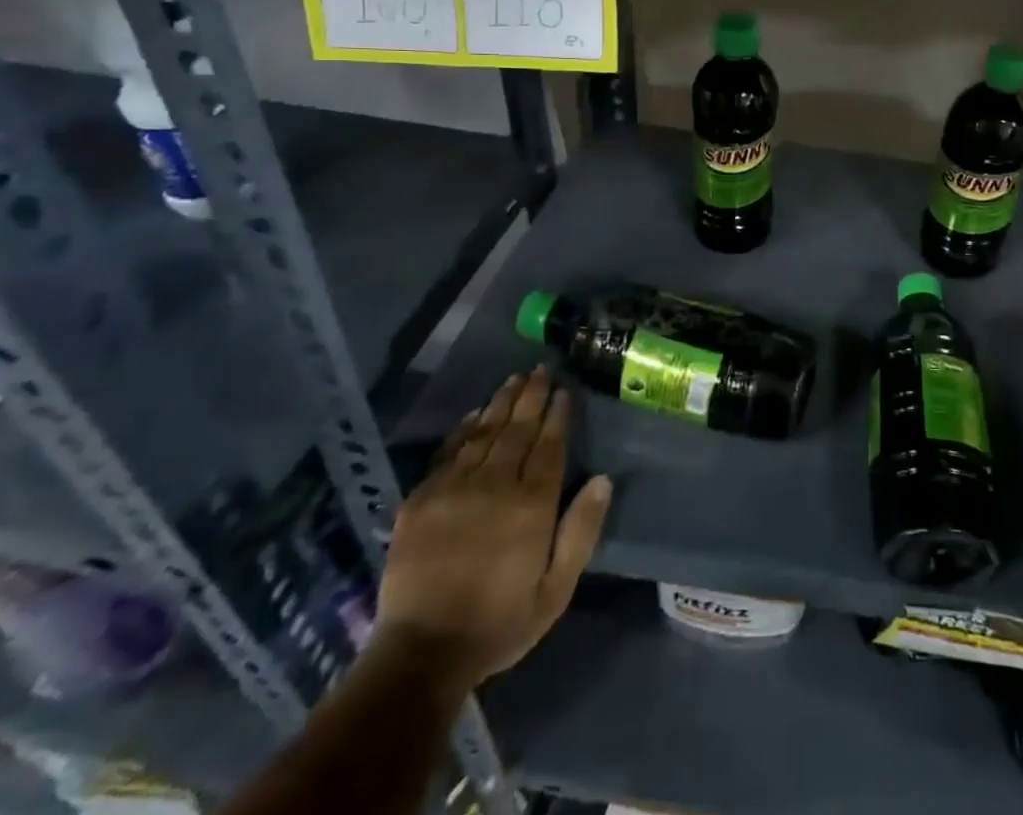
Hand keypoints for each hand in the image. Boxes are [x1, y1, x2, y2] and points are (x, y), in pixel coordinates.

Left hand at [374, 366, 610, 689]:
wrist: (420, 654)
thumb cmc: (499, 623)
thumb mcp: (556, 590)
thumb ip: (581, 531)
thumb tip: (602, 479)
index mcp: (531, 504)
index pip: (549, 445)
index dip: (558, 415)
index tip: (565, 391)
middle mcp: (494, 485)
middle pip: (517, 429)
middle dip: (532, 396)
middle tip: (541, 369)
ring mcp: (453, 489)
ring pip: (483, 432)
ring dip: (501, 402)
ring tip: (514, 380)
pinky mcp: (420, 500)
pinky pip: (448, 452)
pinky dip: (463, 429)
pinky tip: (474, 414)